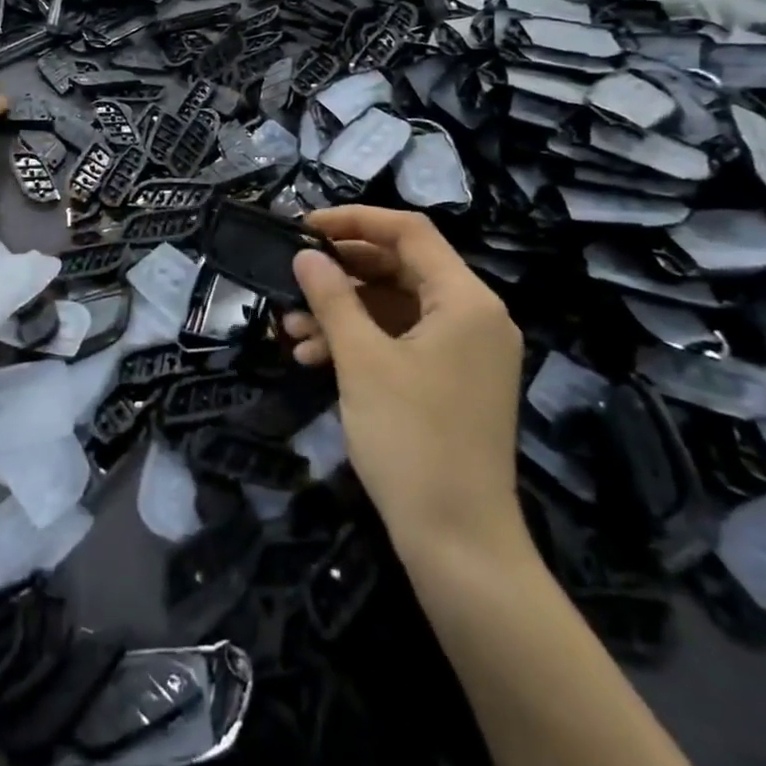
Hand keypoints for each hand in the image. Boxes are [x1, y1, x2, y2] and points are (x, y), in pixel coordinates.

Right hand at [284, 206, 526, 562]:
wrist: (459, 544)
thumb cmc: (412, 440)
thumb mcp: (362, 360)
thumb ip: (333, 297)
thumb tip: (306, 255)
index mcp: (466, 300)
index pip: (410, 232)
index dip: (354, 220)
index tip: (304, 226)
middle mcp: (474, 316)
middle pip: (402, 267)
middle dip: (342, 272)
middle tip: (294, 275)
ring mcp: (466, 352)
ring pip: (396, 307)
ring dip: (344, 311)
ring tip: (291, 327)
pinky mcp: (452, 382)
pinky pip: (403, 341)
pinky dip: (361, 342)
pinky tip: (314, 356)